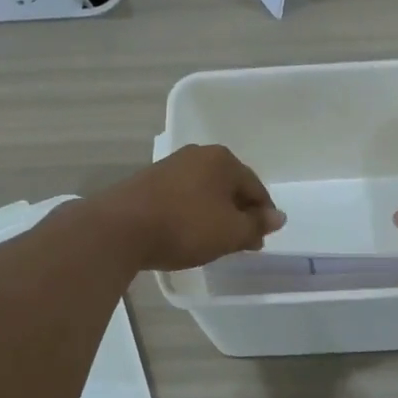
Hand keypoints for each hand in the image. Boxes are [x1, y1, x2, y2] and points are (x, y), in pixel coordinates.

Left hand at [90, 145, 285, 271]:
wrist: (120, 228)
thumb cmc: (185, 226)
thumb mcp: (230, 232)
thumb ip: (256, 224)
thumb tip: (278, 217)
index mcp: (223, 160)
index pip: (255, 187)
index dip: (263, 215)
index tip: (261, 239)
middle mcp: (198, 155)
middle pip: (229, 186)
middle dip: (238, 213)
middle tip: (241, 242)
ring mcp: (170, 166)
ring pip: (205, 192)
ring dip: (215, 214)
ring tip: (215, 241)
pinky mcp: (148, 181)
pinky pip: (183, 197)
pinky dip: (192, 213)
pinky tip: (188, 232)